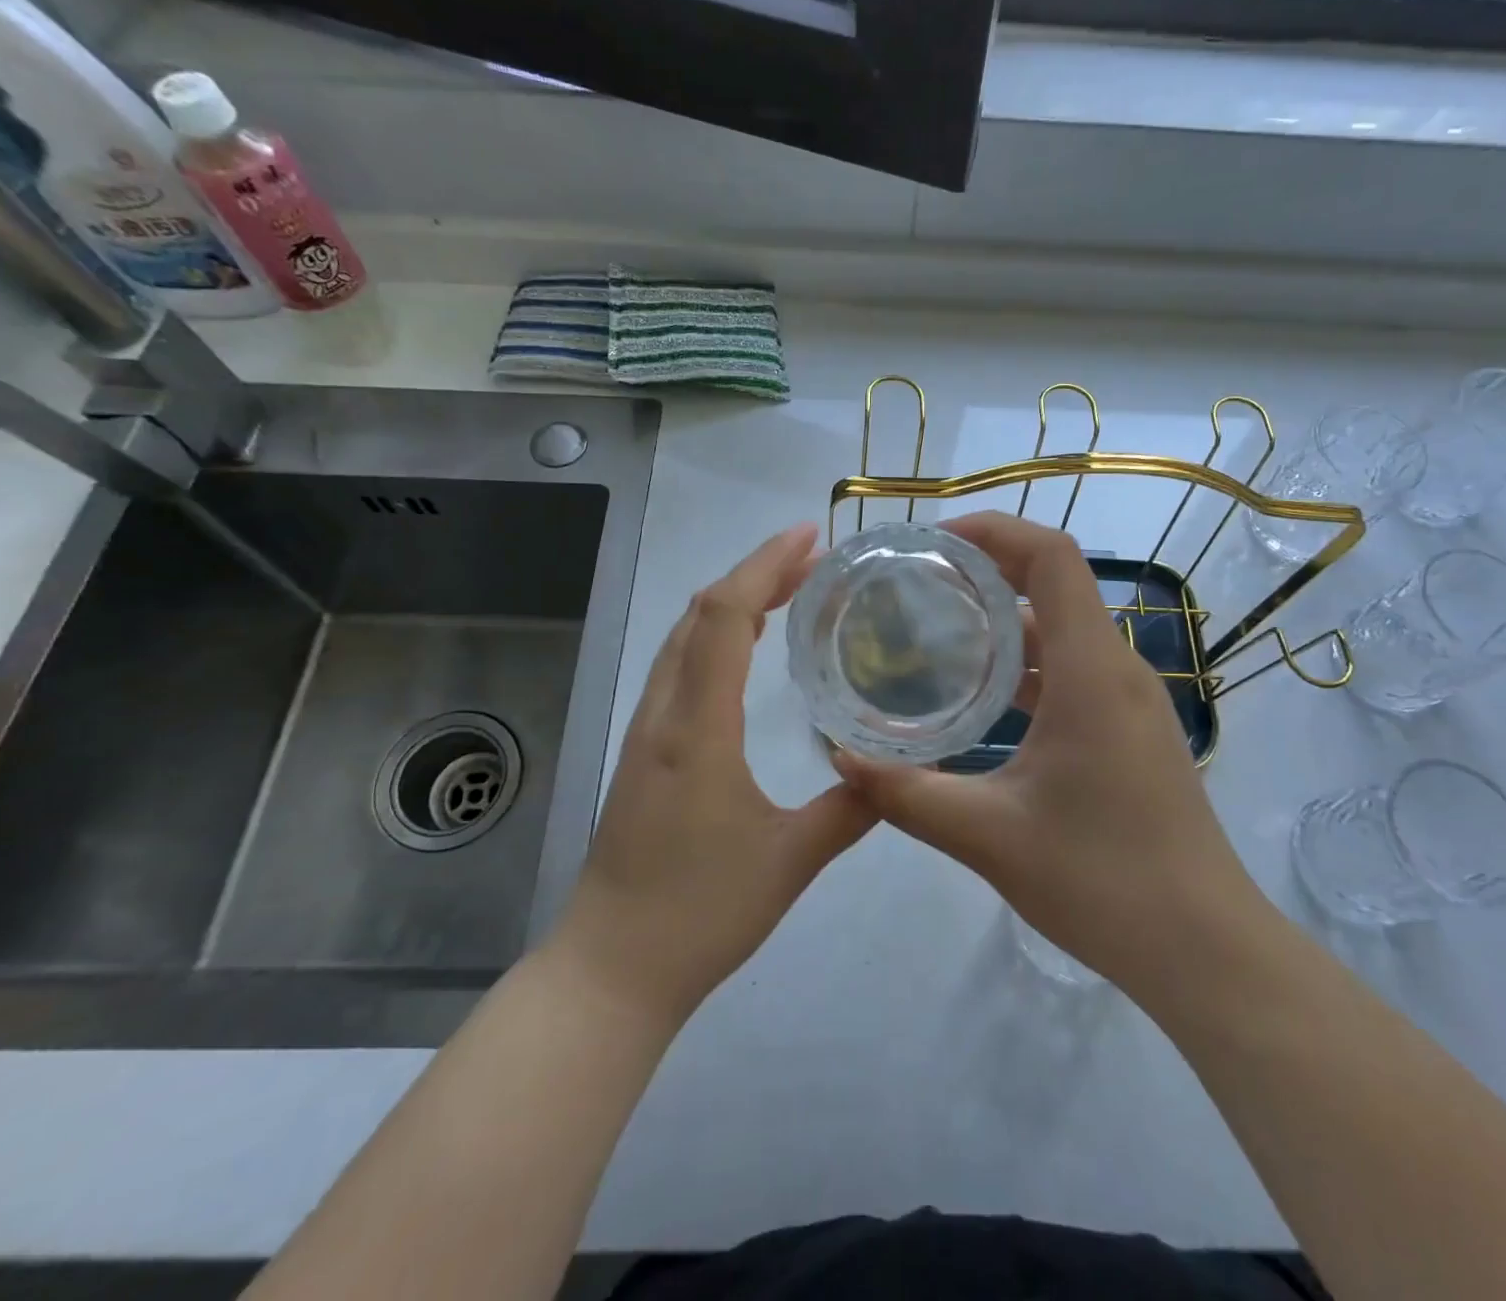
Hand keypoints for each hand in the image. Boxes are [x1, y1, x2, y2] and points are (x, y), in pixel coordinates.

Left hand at [558, 524, 873, 1023]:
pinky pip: (678, 669)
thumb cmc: (699, 913)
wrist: (612, 968)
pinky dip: (714, 637)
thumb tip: (892, 774)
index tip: (810, 538)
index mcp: (697, 728)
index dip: (764, 566)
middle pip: (701, 614)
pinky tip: (745, 652)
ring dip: (732, 602)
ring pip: (684, 638)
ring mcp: (646, 732)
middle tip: (813, 561)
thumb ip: (849, 811)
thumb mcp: (790, 863)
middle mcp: (664, 715)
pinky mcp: (643, 753)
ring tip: (787, 591)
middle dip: (754, 574)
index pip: (726, 618)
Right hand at [834, 512, 1272, 1007]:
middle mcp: (1117, 669)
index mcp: (1092, 671)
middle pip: (1055, 583)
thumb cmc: (1103, 882)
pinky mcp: (1128, 731)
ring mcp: (1128, 701)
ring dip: (1004, 620)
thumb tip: (839, 758)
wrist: (1204, 949)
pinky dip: (1024, 664)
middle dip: (987, 569)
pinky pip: (1071, 670)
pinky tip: (979, 696)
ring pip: (1062, 630)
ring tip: (936, 629)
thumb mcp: (989, 836)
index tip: (934, 541)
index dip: (996, 529)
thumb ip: (907, 793)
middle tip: (916, 583)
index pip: (1053, 557)